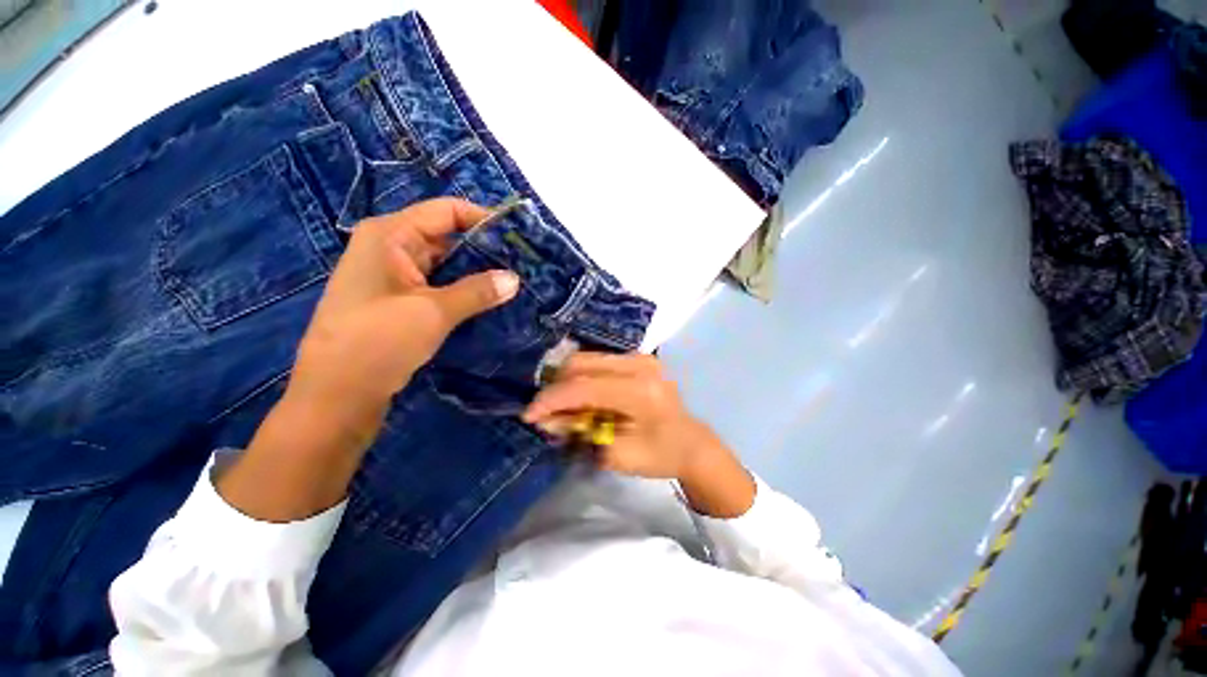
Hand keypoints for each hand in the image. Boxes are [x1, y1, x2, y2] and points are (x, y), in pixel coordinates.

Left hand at [286, 198, 519, 442]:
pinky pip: (439, 284)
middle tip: (523, 262)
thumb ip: (478, 291)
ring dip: (477, 272)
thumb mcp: (433, 312)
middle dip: (485, 249)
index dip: (483, 218)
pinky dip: (464, 289)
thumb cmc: (377, 342)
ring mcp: (394, 275)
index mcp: (391, 235)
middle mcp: (391, 247)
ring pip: (445, 263)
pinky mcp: (400, 299)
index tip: (517, 235)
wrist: (337, 394)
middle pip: (447, 236)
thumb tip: (515, 278)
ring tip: (515, 280)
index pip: (446, 211)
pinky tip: (491, 299)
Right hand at [523, 354, 755, 516]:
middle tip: (546, 413)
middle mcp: (640, 364)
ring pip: (586, 358)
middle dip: (556, 387)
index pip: (585, 386)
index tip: (529, 415)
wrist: (691, 443)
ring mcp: (640, 357)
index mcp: (641, 390)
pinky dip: (582, 378)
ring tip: (563, 408)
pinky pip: (597, 361)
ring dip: (567, 382)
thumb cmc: (660, 455)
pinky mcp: (637, 358)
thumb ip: (581, 433)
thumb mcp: (618, 454)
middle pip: (582, 363)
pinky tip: (582, 398)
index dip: (552, 399)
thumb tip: (547, 419)